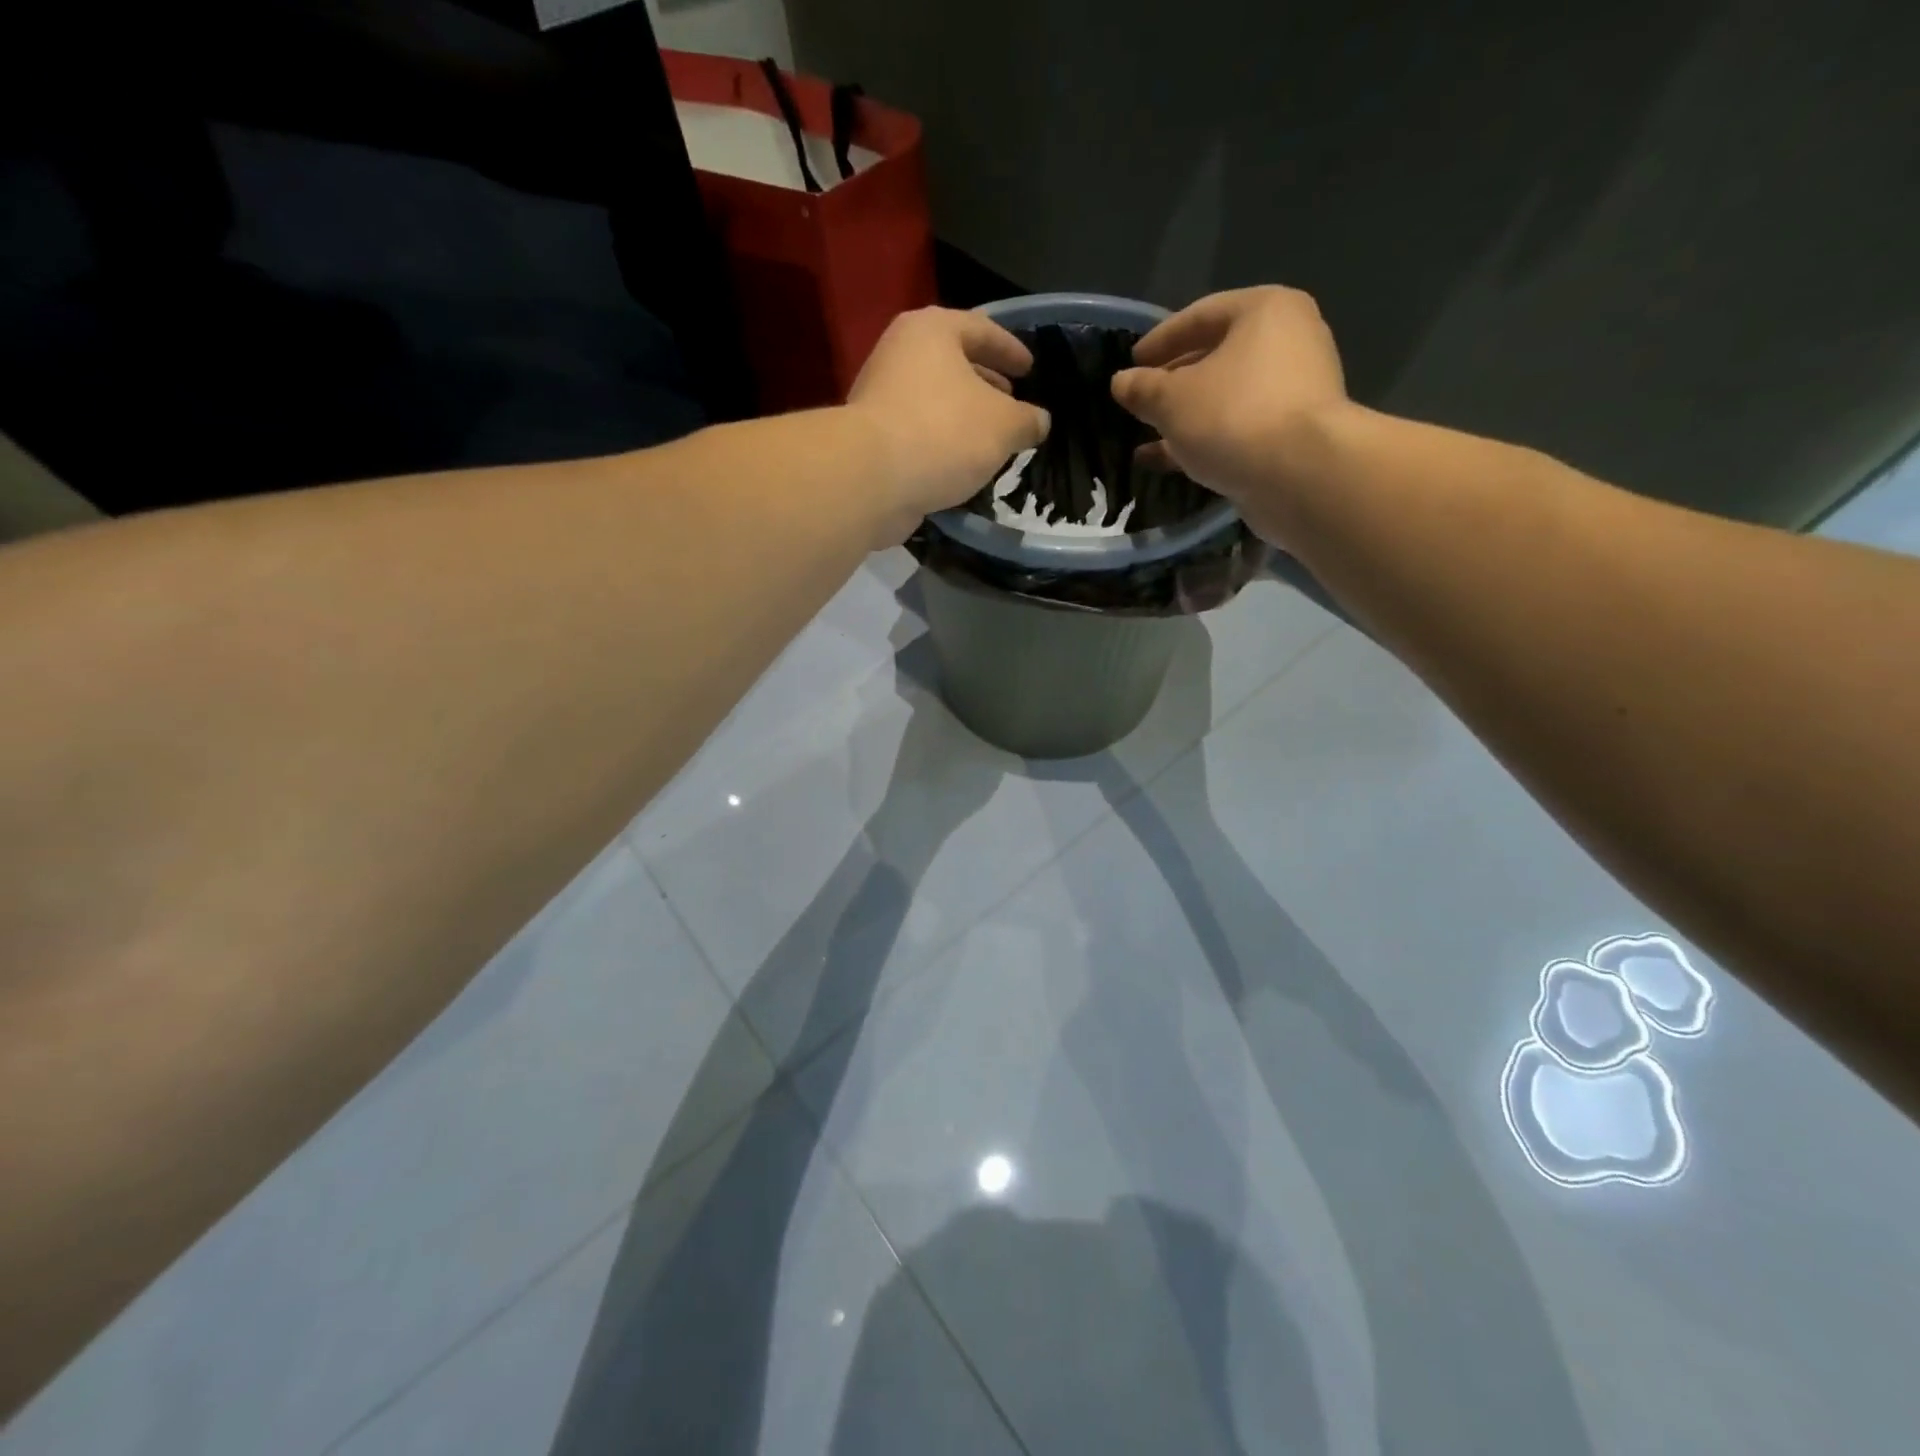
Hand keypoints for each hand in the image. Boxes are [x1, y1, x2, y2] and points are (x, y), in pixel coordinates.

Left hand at [846, 307, 1051, 542]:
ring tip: (991, 440)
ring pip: (935, 400)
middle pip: (953, 363)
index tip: (1030, 369)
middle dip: (985, 384)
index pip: (982, 329)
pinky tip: (961, 465)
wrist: (871, 479)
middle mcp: (900, 354)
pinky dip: (942, 442)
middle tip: (1012, 404)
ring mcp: (881, 396)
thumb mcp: (1003, 425)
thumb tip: (1038, 422)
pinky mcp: (872, 438)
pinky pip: (918, 432)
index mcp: (932, 331)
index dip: (1011, 349)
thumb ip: (1027, 420)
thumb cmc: (943, 433)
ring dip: (963, 417)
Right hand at [1111, 286, 1349, 544]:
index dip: (1160, 340)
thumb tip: (1121, 382)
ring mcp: (1295, 391)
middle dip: (1175, 381)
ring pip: (1227, 397)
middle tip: (1141, 400)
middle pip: (1218, 356)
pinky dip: (1206, 440)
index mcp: (1265, 311)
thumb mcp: (1172, 400)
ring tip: (1148, 434)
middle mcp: (1289, 341)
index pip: (1200, 314)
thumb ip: (1142, 388)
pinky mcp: (1293, 435)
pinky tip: (1169, 460)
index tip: (1131, 364)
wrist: (1300, 475)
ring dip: (1187, 416)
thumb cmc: (1233, 416)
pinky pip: (1239, 428)